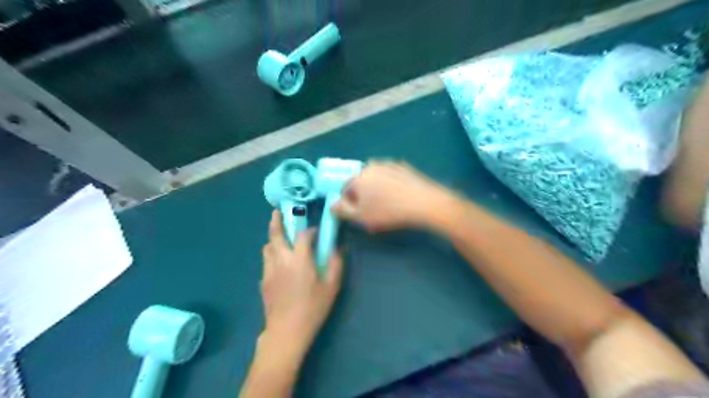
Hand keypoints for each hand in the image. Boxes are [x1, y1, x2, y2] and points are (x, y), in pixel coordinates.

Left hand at [262, 211, 344, 353]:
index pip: (302, 235)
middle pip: (275, 234)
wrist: (286, 331)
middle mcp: (281, 259)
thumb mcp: (331, 286)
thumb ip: (335, 264)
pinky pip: (266, 261)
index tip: (315, 232)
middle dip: (277, 221)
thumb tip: (337, 248)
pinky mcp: (263, 281)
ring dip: (274, 239)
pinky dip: (272, 255)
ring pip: (267, 247)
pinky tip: (279, 263)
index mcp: (299, 259)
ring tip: (280, 238)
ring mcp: (269, 270)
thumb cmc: (312, 308)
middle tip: (278, 211)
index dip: (309, 230)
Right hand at [333, 160, 453, 231]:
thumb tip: (332, 205)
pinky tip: (399, 196)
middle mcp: (370, 166)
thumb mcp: (361, 216)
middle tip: (373, 211)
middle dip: (363, 196)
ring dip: (376, 189)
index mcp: (358, 177)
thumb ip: (343, 211)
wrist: (423, 202)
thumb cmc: (388, 211)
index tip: (358, 213)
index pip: (345, 189)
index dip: (348, 202)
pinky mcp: (402, 166)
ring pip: (375, 178)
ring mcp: (388, 164)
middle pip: (360, 182)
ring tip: (387, 204)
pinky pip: (390, 176)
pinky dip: (390, 184)